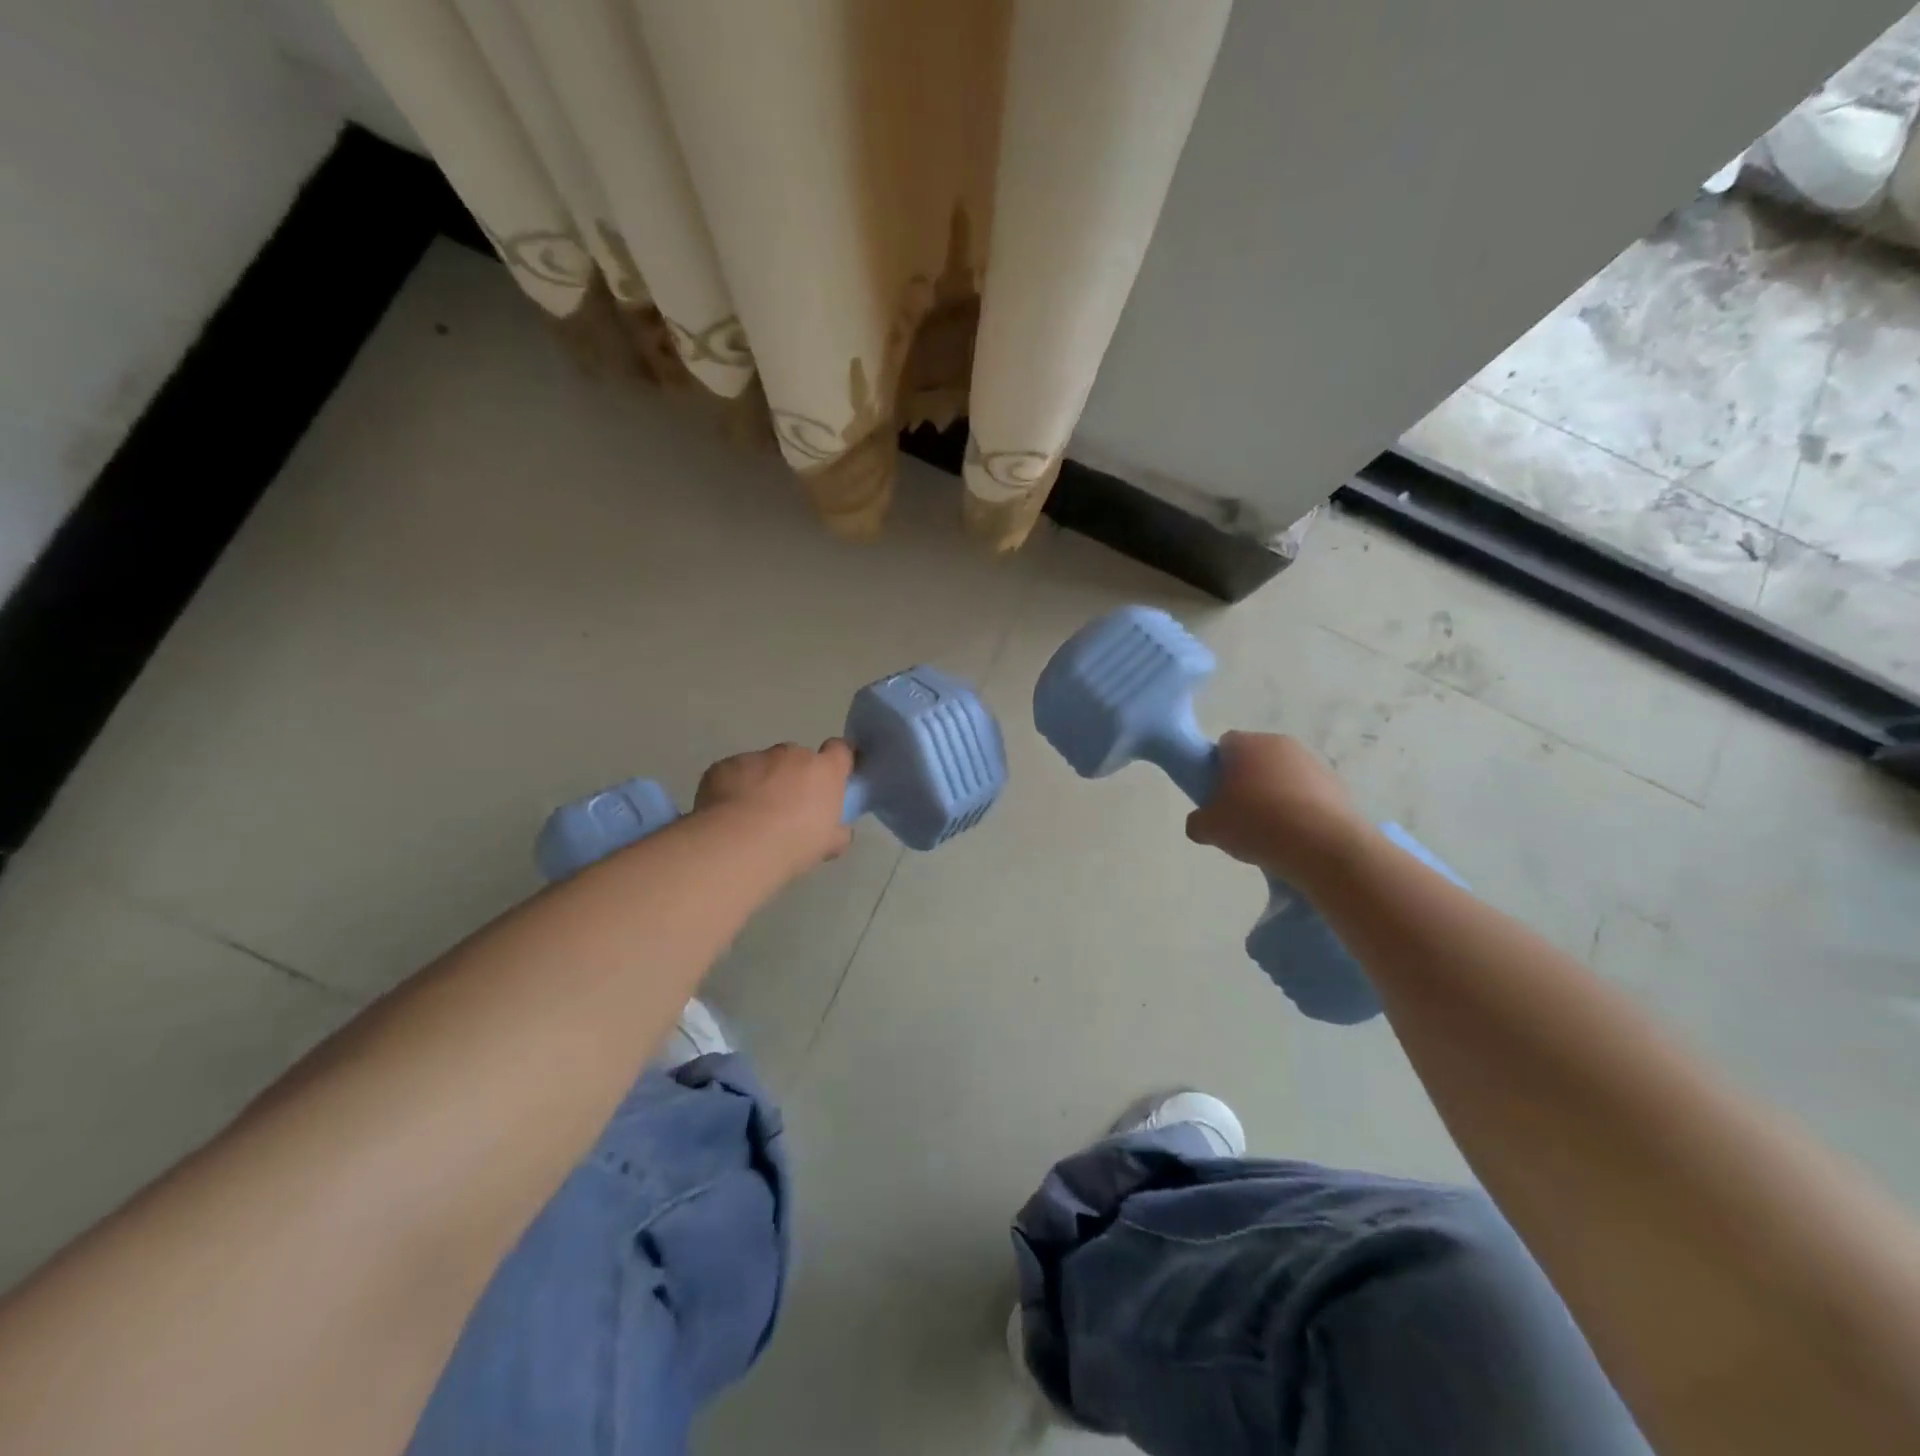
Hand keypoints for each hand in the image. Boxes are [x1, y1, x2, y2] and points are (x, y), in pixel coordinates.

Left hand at [694, 739, 854, 872]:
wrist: (739, 844)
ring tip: (751, 815)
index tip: (833, 776)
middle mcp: (793, 755)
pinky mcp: (725, 765)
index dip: (837, 760)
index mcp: (825, 771)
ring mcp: (756, 757)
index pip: (841, 750)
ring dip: (762, 782)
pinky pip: (733, 773)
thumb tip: (839, 831)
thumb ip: (837, 832)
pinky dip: (733, 788)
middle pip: (798, 758)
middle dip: (794, 776)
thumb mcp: (828, 844)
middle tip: (787, 807)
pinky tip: (726, 814)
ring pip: (763, 765)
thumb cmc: (795, 843)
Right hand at [1185, 732, 1366, 883]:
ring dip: (1275, 796)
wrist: (1324, 847)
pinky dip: (1301, 810)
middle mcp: (1281, 744)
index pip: (1223, 746)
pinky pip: (1309, 794)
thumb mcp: (1209, 829)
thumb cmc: (1257, 825)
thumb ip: (1198, 820)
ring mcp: (1313, 763)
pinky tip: (1297, 837)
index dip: (1216, 770)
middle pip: (1255, 759)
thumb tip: (1202, 823)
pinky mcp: (1338, 785)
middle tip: (1240, 816)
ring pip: (1283, 776)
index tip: (1216, 797)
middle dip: (1246, 782)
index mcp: (1247, 744)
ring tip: (1271, 832)